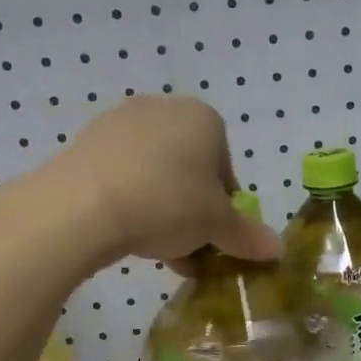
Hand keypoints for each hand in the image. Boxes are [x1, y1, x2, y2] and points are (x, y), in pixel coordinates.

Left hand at [50, 96, 279, 268]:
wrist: (82, 205)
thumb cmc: (167, 204)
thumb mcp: (216, 226)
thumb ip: (247, 236)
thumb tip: (278, 251)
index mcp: (204, 118)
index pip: (226, 168)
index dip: (225, 208)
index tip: (215, 237)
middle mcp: (164, 109)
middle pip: (190, 171)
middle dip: (192, 212)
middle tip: (187, 247)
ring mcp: (120, 123)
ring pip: (155, 175)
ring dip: (163, 211)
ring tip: (157, 249)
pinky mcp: (86, 142)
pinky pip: (122, 176)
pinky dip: (131, 202)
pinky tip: (126, 234)